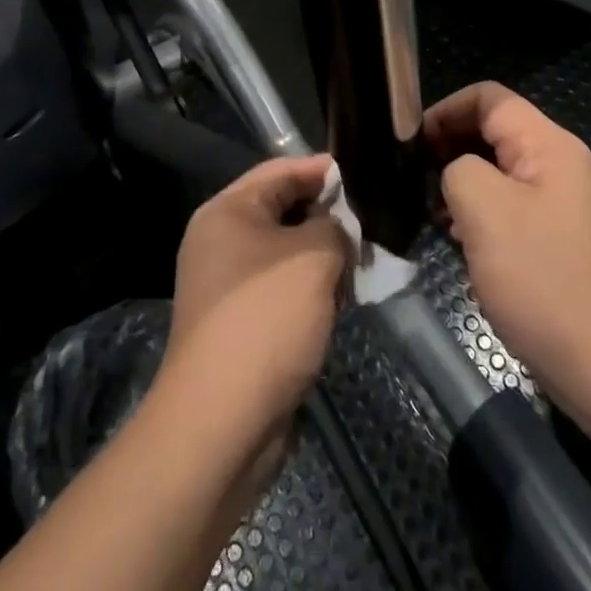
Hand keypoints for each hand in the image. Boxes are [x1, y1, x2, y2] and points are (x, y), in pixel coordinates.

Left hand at [155, 155, 352, 480]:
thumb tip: (338, 228)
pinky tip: (339, 302)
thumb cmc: (266, 319)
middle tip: (370, 225)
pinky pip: (281, 289)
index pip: (280, 171)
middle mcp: (220, 241)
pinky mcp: (239, 323)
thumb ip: (334, 227)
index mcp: (228, 211)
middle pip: (282, 211)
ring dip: (322, 258)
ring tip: (361, 265)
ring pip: (285, 254)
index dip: (322, 170)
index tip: (363, 176)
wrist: (221, 420)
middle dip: (327, 217)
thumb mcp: (313, 258)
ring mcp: (227, 285)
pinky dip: (310, 290)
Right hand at [424, 83, 590, 419]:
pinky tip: (461, 241)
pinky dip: (482, 213)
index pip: (489, 97)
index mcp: (550, 145)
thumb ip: (456, 169)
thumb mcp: (484, 209)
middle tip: (414, 178)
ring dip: (463, 183)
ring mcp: (565, 204)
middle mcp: (562, 165)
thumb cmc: (542, 278)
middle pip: (495, 131)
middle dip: (450, 146)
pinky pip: (513, 207)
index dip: (444, 109)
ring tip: (433, 212)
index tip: (410, 143)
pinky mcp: (561, 239)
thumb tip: (454, 172)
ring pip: (501, 172)